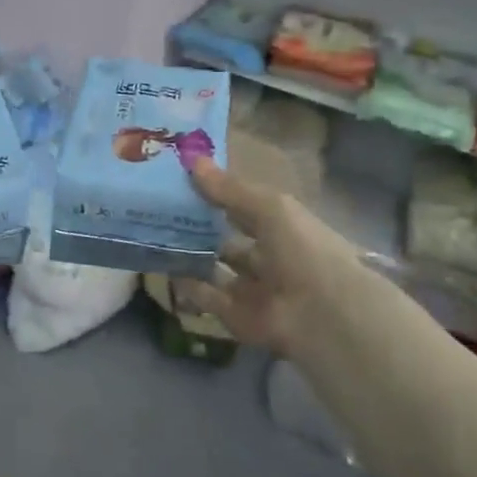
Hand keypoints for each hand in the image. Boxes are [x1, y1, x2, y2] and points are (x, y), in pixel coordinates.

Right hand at [181, 157, 349, 359]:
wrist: (321, 313)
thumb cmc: (303, 249)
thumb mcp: (269, 208)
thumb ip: (229, 189)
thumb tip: (191, 160)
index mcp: (284, 230)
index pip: (247, 209)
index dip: (220, 195)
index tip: (184, 181)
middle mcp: (269, 259)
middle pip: (228, 242)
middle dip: (200, 229)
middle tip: (161, 210)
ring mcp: (253, 290)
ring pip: (215, 270)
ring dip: (190, 256)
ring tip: (155, 236)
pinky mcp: (236, 316)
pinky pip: (207, 297)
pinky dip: (188, 285)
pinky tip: (163, 266)